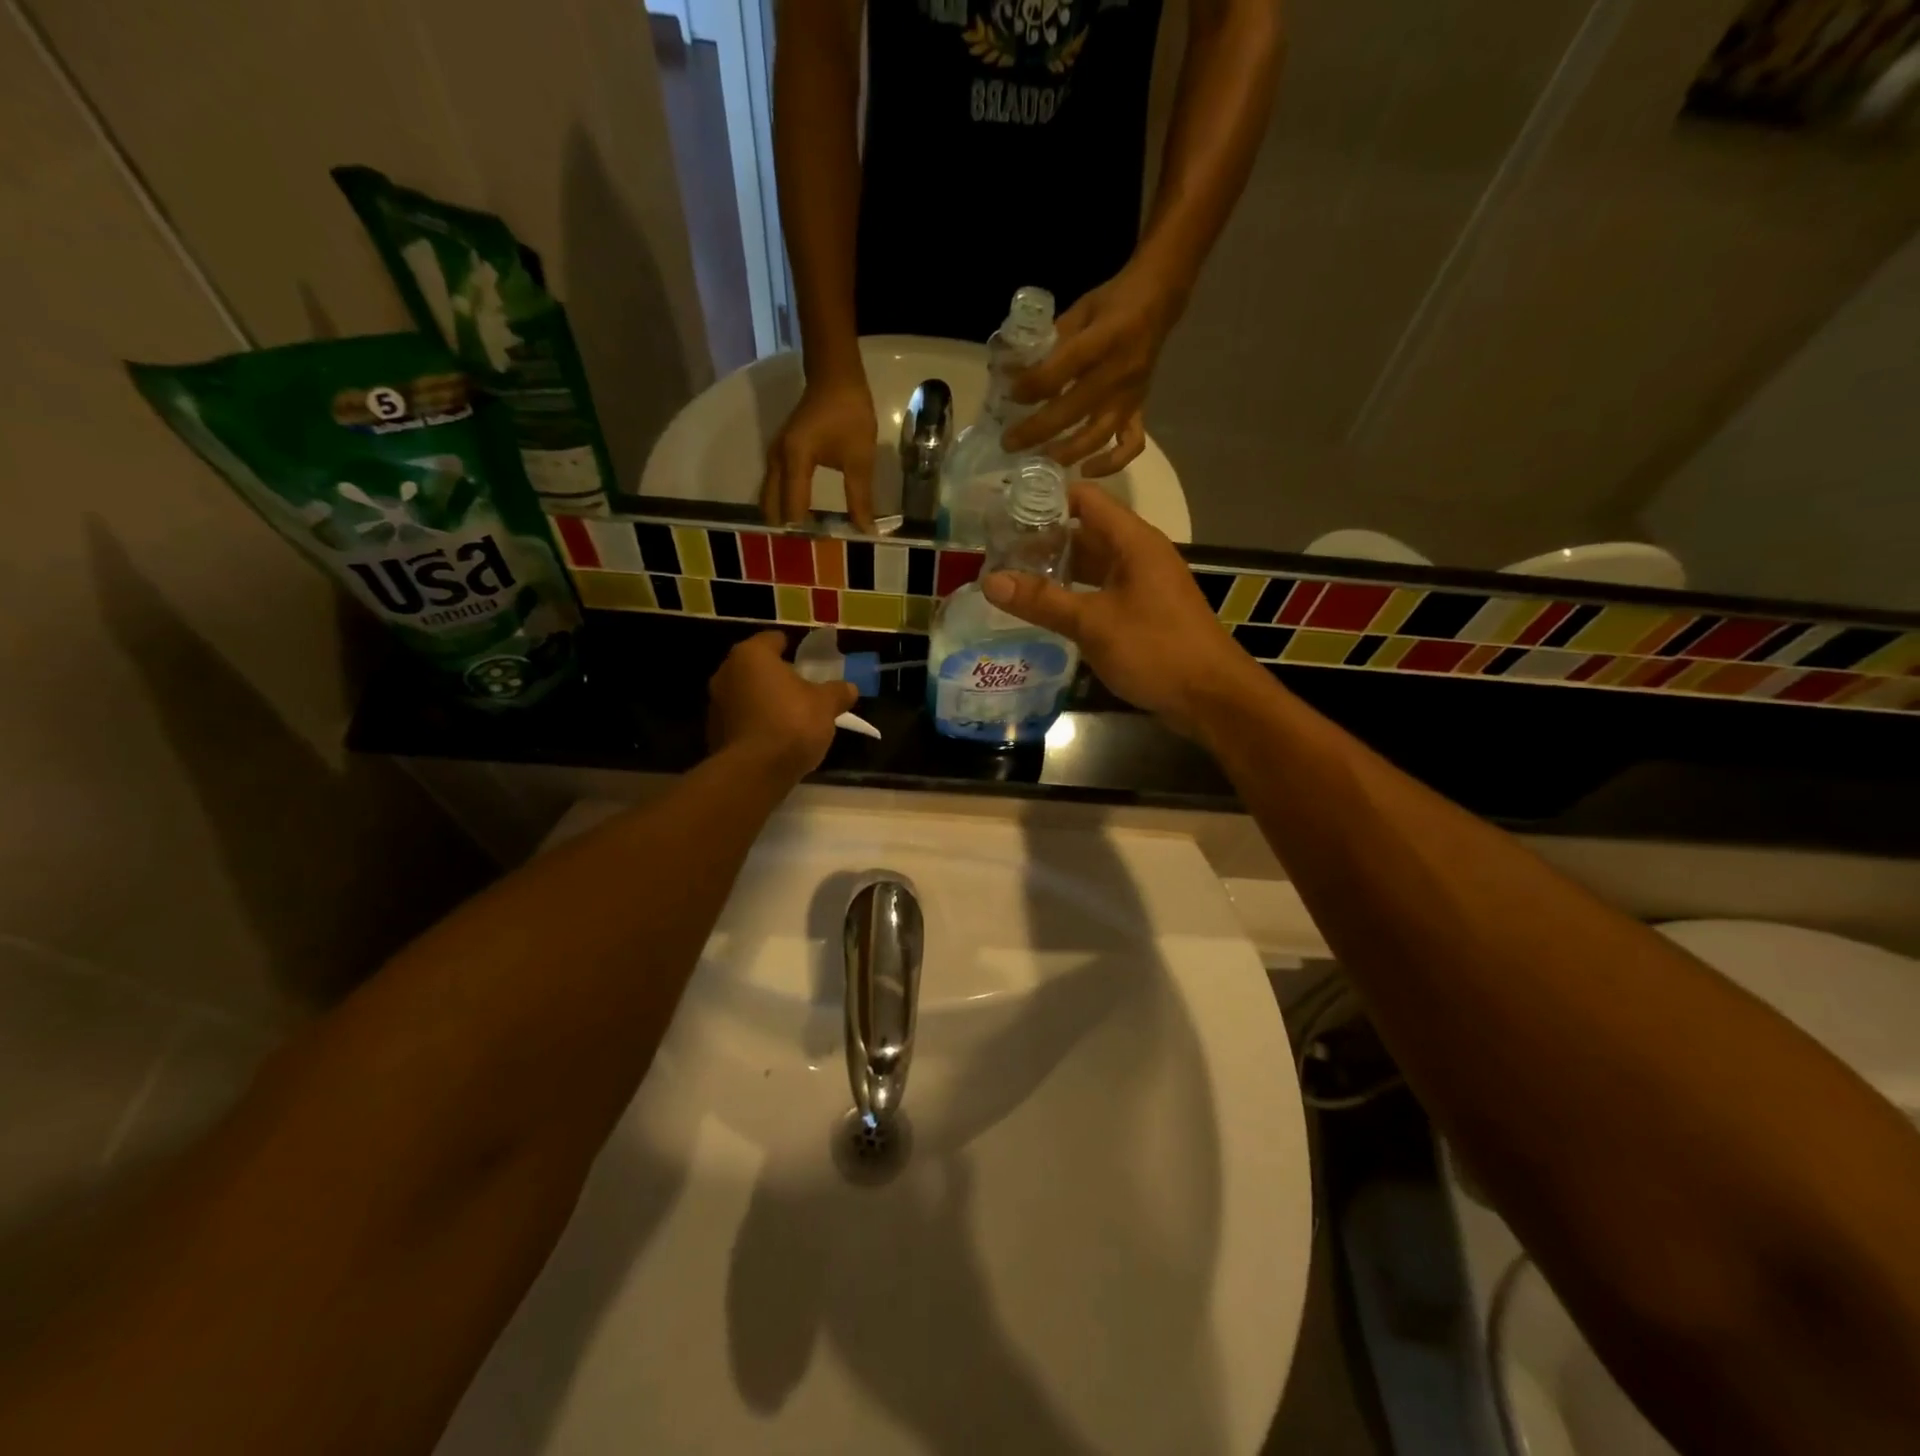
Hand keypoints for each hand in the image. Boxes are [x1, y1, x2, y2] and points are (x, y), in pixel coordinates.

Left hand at [708, 631, 858, 777]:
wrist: (754, 772)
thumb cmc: (791, 723)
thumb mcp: (826, 705)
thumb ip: (837, 692)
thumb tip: (850, 688)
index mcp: (751, 655)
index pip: (773, 639)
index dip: (792, 648)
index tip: (808, 660)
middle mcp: (726, 673)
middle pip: (757, 668)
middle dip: (778, 676)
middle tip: (803, 689)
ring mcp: (716, 704)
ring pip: (747, 694)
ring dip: (766, 701)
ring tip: (792, 716)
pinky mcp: (714, 732)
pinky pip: (742, 720)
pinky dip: (757, 723)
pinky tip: (776, 738)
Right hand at [762, 371, 877, 532]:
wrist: (835, 377)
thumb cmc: (849, 414)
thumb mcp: (859, 459)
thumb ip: (860, 498)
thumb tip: (865, 531)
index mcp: (795, 460)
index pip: (793, 508)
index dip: (806, 531)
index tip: (823, 546)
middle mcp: (777, 460)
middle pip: (771, 505)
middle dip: (787, 528)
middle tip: (808, 548)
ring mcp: (774, 455)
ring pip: (769, 496)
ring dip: (782, 516)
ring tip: (804, 536)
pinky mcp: (779, 453)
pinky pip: (774, 486)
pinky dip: (782, 502)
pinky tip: (799, 515)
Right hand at [981, 485, 1268, 734]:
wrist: (1211, 697)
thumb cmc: (1156, 649)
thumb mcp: (1093, 623)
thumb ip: (1042, 601)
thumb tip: (990, 580)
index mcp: (1133, 541)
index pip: (1085, 499)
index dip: (1045, 499)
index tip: (1003, 510)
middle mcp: (1139, 555)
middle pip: (1085, 532)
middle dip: (1043, 540)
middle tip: (996, 552)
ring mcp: (1143, 585)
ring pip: (1093, 566)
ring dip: (1057, 571)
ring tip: (1011, 580)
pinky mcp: (1144, 613)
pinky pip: (1102, 593)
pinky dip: (1074, 596)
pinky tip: (1045, 611)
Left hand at [1001, 264, 1185, 476]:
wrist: (1159, 299)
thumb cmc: (1113, 302)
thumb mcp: (1079, 310)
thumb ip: (1049, 341)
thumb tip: (1012, 370)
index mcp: (1103, 340)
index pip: (1061, 370)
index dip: (1032, 386)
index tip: (1009, 394)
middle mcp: (1118, 374)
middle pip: (1072, 411)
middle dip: (1036, 430)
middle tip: (1009, 443)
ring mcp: (1130, 396)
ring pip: (1098, 435)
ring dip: (1067, 453)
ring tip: (1039, 461)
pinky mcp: (1139, 409)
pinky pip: (1130, 445)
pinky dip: (1111, 463)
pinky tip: (1086, 470)